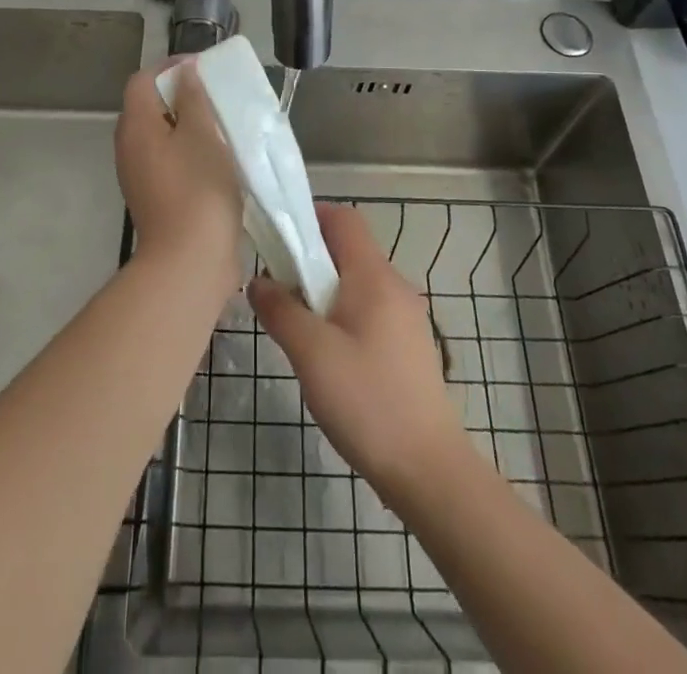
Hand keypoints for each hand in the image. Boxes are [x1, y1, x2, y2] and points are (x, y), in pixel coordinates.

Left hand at [114, 61, 244, 295]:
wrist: (189, 262)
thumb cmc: (198, 188)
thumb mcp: (201, 133)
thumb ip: (192, 97)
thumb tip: (185, 72)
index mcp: (136, 126)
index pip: (143, 79)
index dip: (172, 67)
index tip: (205, 69)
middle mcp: (130, 147)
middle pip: (150, 106)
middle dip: (183, 95)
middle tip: (217, 95)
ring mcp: (140, 175)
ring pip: (163, 135)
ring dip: (190, 125)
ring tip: (224, 124)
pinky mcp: (156, 197)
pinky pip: (171, 161)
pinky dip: (191, 151)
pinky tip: (220, 159)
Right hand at [248, 204, 471, 496]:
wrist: (428, 469)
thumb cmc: (367, 401)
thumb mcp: (311, 353)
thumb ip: (280, 310)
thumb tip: (258, 280)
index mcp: (374, 276)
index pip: (343, 218)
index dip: (308, 217)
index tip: (276, 238)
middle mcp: (394, 286)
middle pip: (348, 249)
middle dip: (309, 259)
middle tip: (276, 287)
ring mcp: (405, 317)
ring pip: (355, 282)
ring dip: (322, 290)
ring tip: (294, 324)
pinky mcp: (407, 346)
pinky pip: (367, 310)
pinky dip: (340, 314)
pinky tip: (324, 353)